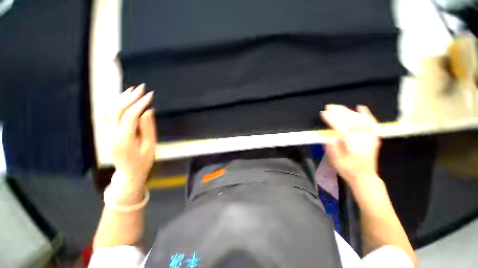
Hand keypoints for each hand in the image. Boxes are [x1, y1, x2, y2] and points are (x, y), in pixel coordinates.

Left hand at [106, 84, 155, 189]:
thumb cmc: (143, 161)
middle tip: (142, 88)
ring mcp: (104, 134)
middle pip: (117, 110)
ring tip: (132, 90)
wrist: (128, 173)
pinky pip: (106, 115)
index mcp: (124, 140)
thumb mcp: (150, 146)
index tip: (150, 95)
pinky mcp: (104, 133)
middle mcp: (110, 135)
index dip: (140, 104)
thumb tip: (148, 111)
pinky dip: (114, 105)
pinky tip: (122, 99)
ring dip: (121, 98)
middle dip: (130, 97)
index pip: (130, 116)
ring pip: (109, 111)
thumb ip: (148, 128)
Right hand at [320, 105, 380, 189]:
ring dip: (348, 111)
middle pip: (351, 121)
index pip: (342, 128)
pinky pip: (372, 122)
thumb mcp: (337, 162)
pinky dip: (366, 114)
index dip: (332, 119)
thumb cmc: (348, 170)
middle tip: (328, 107)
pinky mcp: (374, 136)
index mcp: (353, 145)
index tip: (323, 113)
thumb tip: (328, 138)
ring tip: (337, 106)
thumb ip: (332, 149)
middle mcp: (364, 139)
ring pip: (360, 119)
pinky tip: (360, 107)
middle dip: (339, 112)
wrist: (365, 177)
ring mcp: (371, 137)